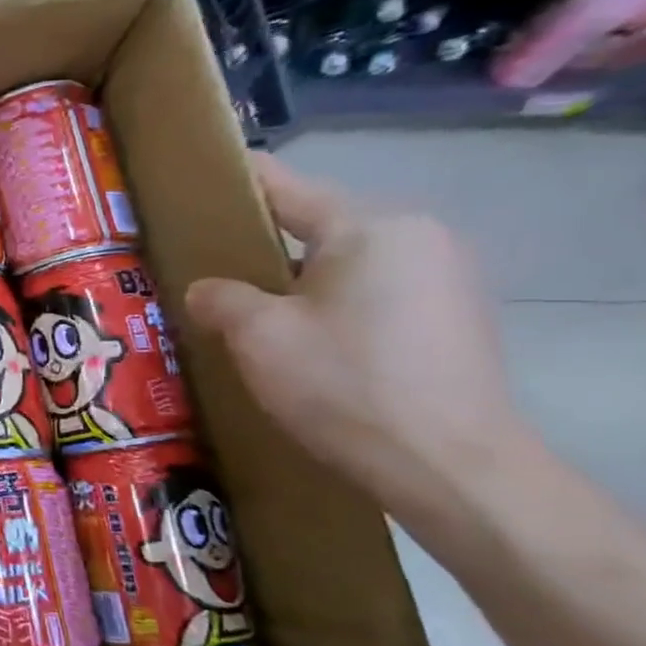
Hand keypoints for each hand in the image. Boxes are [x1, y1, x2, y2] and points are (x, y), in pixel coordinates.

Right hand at [185, 153, 525, 528]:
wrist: (450, 468)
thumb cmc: (344, 384)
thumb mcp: (258, 335)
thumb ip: (220, 297)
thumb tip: (207, 290)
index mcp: (369, 226)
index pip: (284, 186)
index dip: (233, 180)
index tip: (193, 177)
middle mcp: (417, 236)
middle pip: (316, 224)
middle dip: (262, 241)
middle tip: (207, 264)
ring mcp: (445, 277)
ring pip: (344, 261)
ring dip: (297, 277)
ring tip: (249, 306)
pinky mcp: (453, 317)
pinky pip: (372, 290)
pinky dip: (331, 302)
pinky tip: (304, 338)